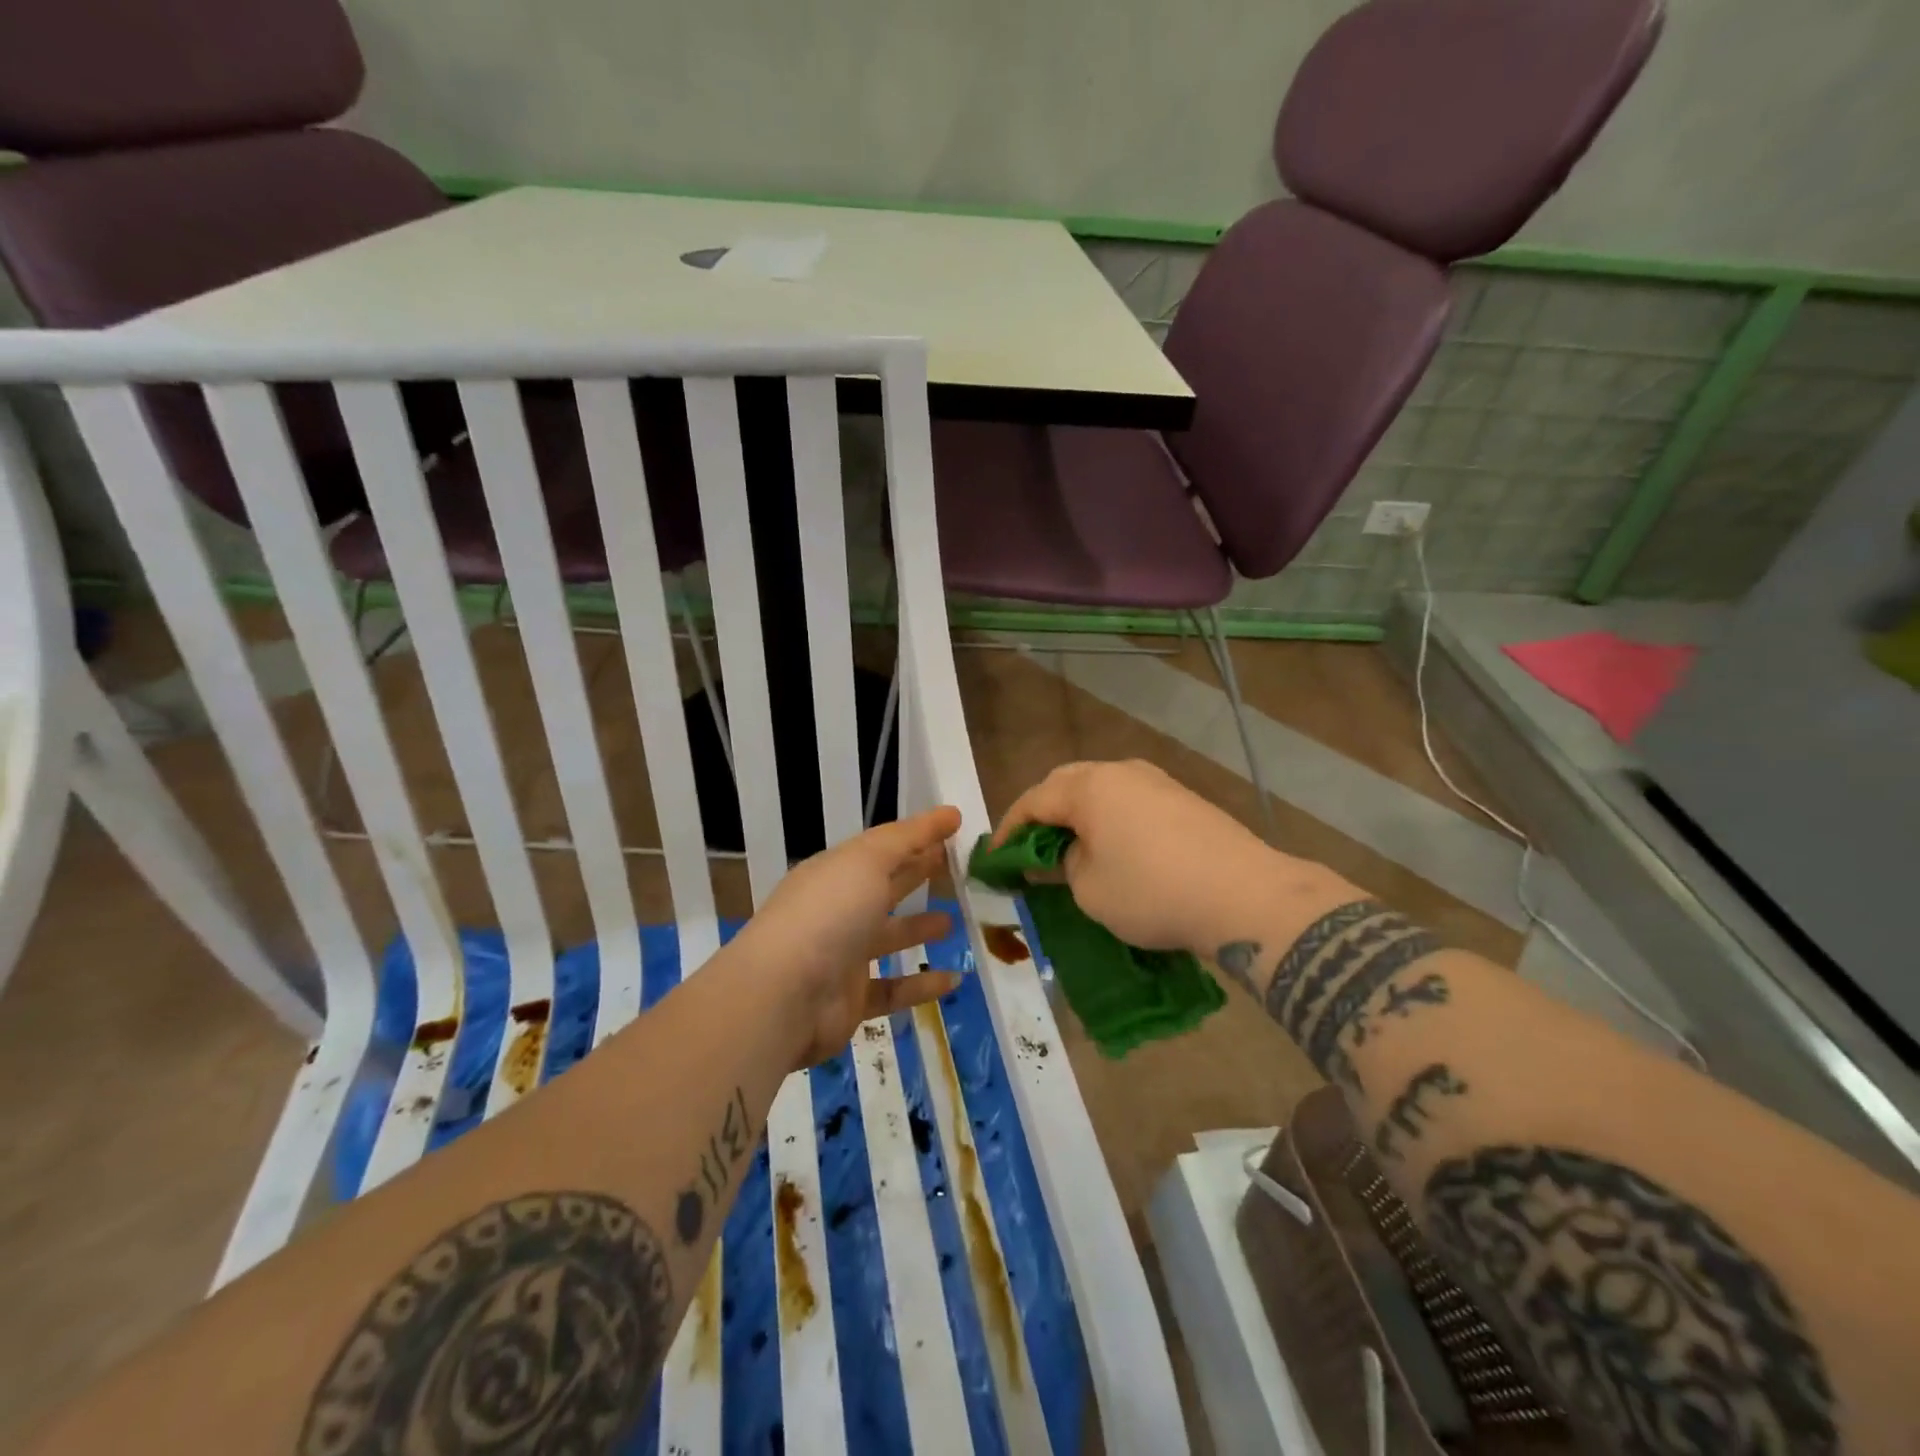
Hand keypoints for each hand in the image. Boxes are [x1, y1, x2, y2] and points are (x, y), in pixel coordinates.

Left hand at [738, 807, 963, 1068]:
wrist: (785, 995)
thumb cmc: (829, 913)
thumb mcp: (868, 860)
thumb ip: (909, 837)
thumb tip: (950, 813)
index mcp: (836, 872)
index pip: (882, 848)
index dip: (917, 836)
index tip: (954, 828)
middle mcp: (838, 909)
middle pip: (885, 887)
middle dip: (917, 874)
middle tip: (958, 868)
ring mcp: (843, 955)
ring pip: (888, 937)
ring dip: (919, 928)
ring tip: (954, 922)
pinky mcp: (852, 999)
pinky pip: (894, 988)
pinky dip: (922, 985)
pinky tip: (954, 980)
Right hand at [993, 760, 1310, 954]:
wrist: (1244, 895)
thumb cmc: (1152, 892)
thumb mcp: (1089, 888)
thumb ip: (1066, 864)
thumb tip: (1073, 852)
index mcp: (1088, 787)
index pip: (1033, 800)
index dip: (1009, 829)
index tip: (995, 857)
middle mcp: (1120, 772)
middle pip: (1066, 783)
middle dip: (1043, 813)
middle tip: (1030, 846)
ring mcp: (1156, 781)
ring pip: (1101, 789)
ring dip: (1078, 813)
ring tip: (1071, 846)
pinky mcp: (1183, 798)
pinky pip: (1130, 800)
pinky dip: (1110, 818)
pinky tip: (1115, 845)